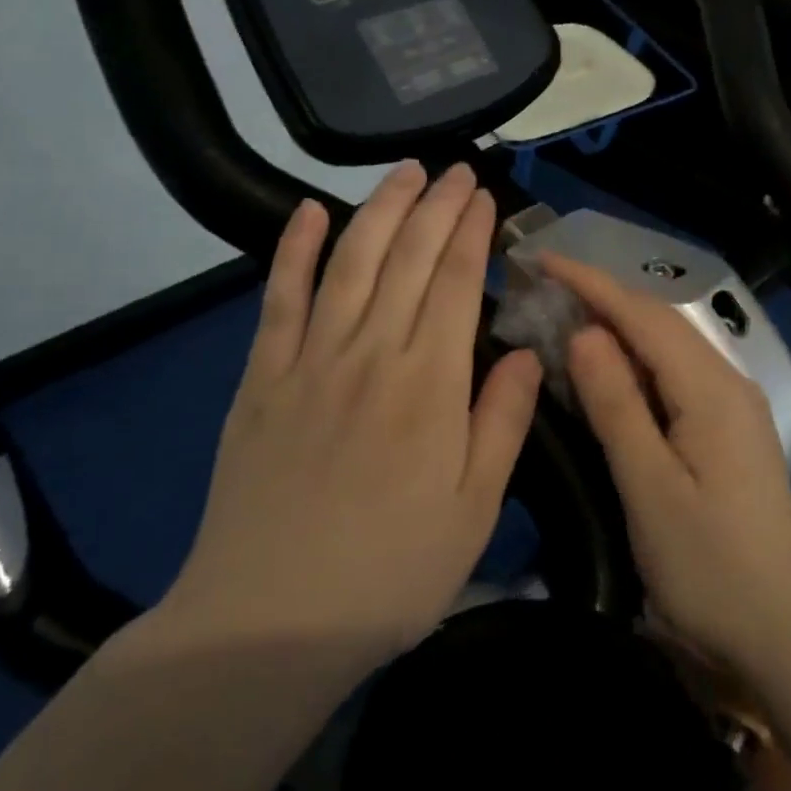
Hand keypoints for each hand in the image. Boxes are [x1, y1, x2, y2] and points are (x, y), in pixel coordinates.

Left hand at [161, 162, 542, 665]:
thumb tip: (528, 354)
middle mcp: (372, 354)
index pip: (457, 283)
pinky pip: (279, 298)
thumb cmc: (390, 572)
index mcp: (430, 386)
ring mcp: (310, 360)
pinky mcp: (262, 378)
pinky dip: (292, 250)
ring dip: (379, 210)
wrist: (269, 622)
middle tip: (456, 169)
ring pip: (351, 262)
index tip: (484, 196)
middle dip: (436, 206)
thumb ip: (503, 422)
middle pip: (409, 258)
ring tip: (403, 173)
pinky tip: (307, 212)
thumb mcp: (475, 510)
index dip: (472, 233)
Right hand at [542, 255, 790, 677]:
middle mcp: (728, 384)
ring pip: (669, 348)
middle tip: (544, 289)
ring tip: (566, 317)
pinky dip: (637, 362)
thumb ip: (617, 405)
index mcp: (711, 389)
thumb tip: (585, 333)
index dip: (591, 283)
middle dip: (603, 298)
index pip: (644, 316)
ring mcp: (734, 408)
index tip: (542, 259)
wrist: (780, 633)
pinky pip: (676, 376)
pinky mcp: (729, 432)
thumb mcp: (649, 487)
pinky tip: (610, 371)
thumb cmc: (707, 567)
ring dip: (619, 327)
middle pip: (660, 323)